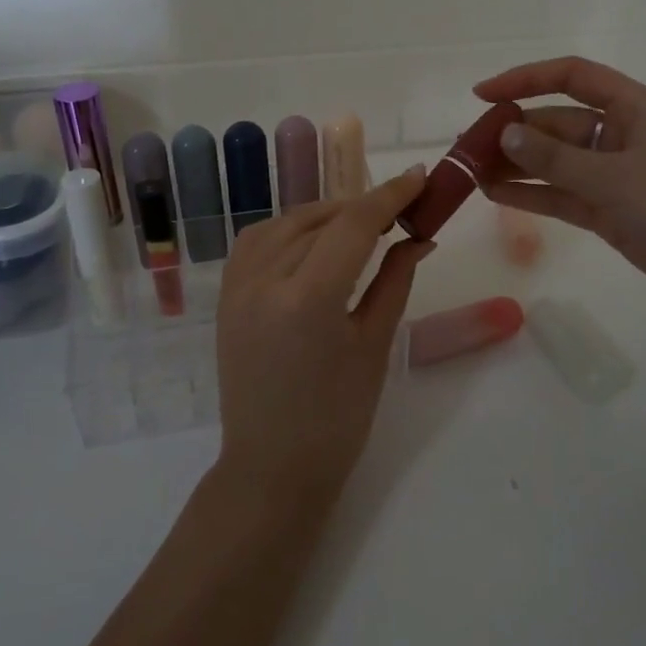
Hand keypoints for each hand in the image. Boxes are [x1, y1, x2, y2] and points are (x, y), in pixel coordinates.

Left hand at [214, 169, 431, 506]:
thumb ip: (395, 280)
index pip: (353, 224)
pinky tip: (313, 240)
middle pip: (319, 218)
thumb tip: (419, 237)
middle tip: (400, 210)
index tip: (420, 177)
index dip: (390, 195)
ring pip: (285, 223)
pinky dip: (289, 229)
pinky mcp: (226, 296)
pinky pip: (257, 241)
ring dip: (325, 214)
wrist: (271, 467)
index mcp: (308, 298)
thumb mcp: (375, 345)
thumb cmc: (337, 418)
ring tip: (359, 225)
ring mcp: (237, 287)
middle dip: (362, 206)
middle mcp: (264, 281)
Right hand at [475, 56, 645, 327]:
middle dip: (514, 133)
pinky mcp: (611, 211)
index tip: (482, 95)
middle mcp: (621, 135)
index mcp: (634, 108)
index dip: (526, 79)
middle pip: (557, 123)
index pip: (572, 77)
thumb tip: (505, 134)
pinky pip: (563, 195)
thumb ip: (556, 159)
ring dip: (518, 166)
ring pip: (556, 162)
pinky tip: (497, 195)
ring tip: (471, 174)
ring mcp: (615, 175)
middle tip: (467, 150)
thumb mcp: (615, 178)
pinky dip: (533, 195)